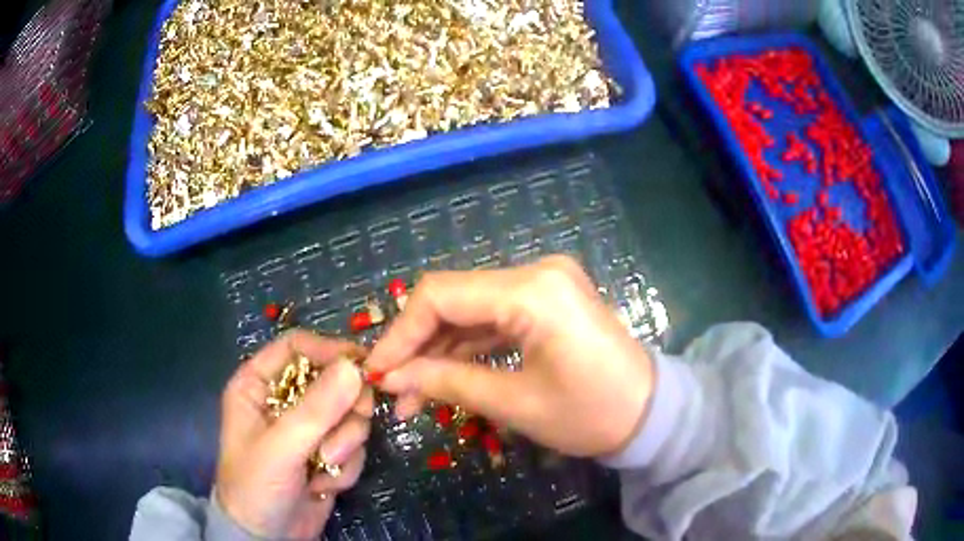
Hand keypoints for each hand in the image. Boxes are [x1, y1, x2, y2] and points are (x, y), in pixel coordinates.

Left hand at [215, 330, 372, 539]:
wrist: (268, 537)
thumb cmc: (256, 486)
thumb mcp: (280, 449)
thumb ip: (315, 410)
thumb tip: (355, 368)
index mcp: (258, 384)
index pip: (296, 347)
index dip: (328, 350)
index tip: (362, 366)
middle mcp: (284, 400)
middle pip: (332, 379)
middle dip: (344, 410)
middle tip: (348, 429)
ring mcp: (309, 429)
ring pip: (349, 415)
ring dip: (344, 444)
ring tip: (324, 466)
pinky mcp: (328, 453)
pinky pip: (354, 445)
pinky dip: (346, 466)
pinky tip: (324, 485)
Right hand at [366, 255, 653, 457]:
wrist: (650, 413)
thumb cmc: (591, 415)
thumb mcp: (514, 404)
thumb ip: (446, 383)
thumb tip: (390, 379)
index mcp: (532, 290)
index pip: (440, 295)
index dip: (401, 333)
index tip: (377, 372)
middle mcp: (536, 271)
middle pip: (452, 298)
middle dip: (417, 344)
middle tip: (394, 390)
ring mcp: (543, 282)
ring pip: (469, 309)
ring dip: (439, 349)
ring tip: (414, 396)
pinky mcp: (546, 299)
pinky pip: (493, 316)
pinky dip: (467, 345)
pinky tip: (445, 376)